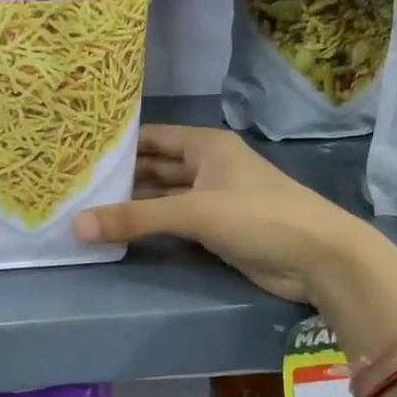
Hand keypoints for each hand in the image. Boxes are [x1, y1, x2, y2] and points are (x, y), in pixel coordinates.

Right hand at [73, 125, 367, 305]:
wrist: (320, 259)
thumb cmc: (258, 216)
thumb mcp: (193, 212)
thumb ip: (135, 218)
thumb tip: (76, 225)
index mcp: (206, 146)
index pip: (152, 137)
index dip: (119, 143)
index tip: (80, 152)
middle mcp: (208, 166)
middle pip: (155, 167)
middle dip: (121, 176)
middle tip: (76, 185)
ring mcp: (213, 198)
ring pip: (163, 196)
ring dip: (133, 203)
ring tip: (87, 207)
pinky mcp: (217, 229)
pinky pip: (174, 222)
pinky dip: (151, 225)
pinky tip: (121, 231)